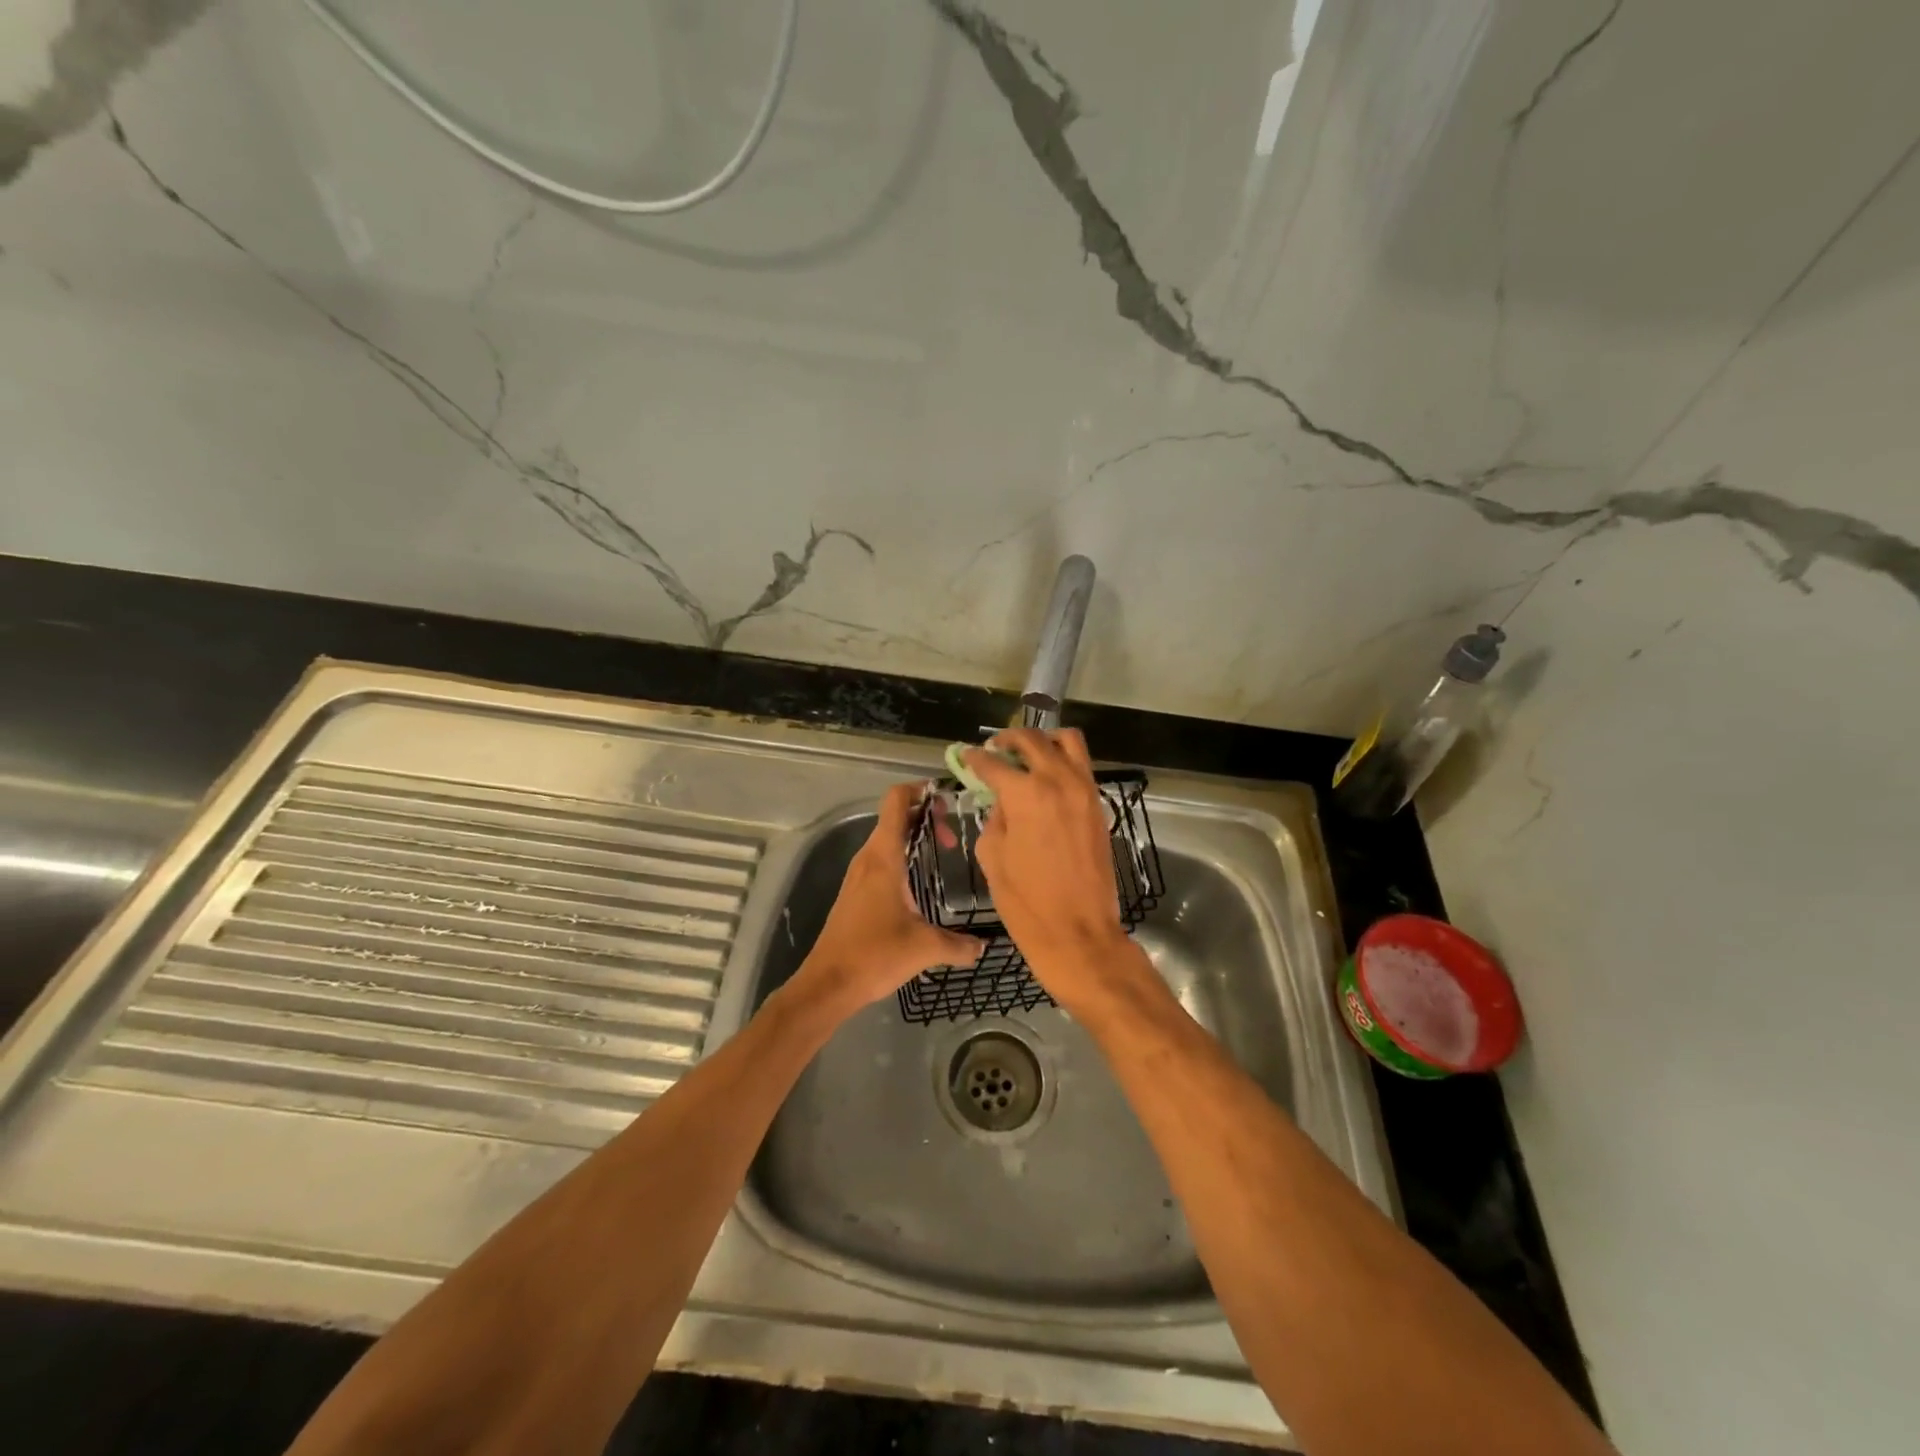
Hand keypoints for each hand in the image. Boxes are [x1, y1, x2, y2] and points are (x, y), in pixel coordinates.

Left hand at [790, 783, 982, 1019]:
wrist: (828, 984)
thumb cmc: (875, 955)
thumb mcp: (924, 948)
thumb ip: (959, 945)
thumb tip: (984, 946)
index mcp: (884, 858)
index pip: (896, 802)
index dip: (919, 790)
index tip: (946, 798)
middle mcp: (868, 858)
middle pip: (894, 817)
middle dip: (925, 817)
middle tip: (953, 836)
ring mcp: (858, 875)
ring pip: (887, 838)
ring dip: (913, 837)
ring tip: (943, 851)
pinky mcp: (855, 892)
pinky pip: (881, 859)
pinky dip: (902, 855)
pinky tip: (920, 880)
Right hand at [963, 729, 1137, 1012]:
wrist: (1079, 933)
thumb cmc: (1026, 903)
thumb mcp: (993, 858)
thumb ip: (995, 819)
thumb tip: (1002, 801)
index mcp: (1025, 794)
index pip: (994, 762)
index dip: (975, 758)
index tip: (966, 756)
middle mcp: (1058, 781)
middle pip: (1033, 739)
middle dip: (1009, 739)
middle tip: (994, 748)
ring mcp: (1084, 791)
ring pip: (1068, 741)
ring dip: (1044, 739)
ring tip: (1026, 753)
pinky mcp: (1098, 805)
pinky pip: (1082, 766)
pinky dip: (1063, 761)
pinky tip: (1046, 778)